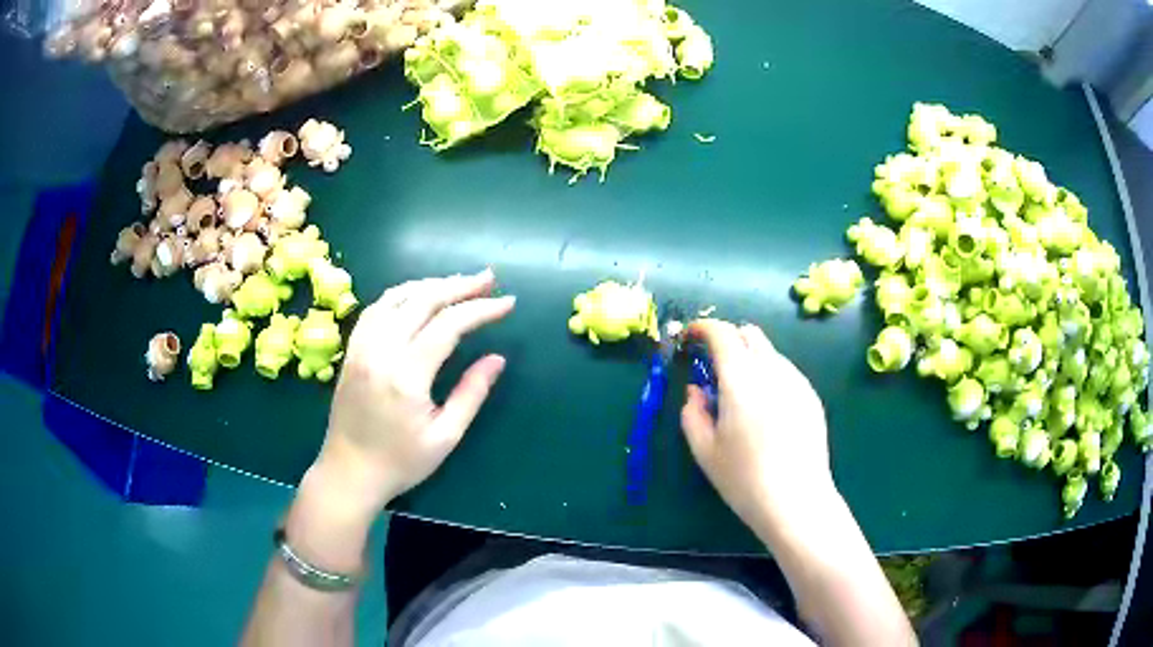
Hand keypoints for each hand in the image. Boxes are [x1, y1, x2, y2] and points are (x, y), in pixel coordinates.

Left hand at [314, 269, 515, 518]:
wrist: (349, 473)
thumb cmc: (401, 462)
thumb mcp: (445, 437)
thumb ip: (471, 394)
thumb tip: (497, 359)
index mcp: (406, 375)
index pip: (448, 325)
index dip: (481, 309)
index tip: (508, 302)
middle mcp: (380, 351)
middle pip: (422, 300)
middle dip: (459, 285)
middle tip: (489, 279)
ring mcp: (362, 346)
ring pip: (397, 297)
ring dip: (430, 284)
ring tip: (458, 283)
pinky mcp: (352, 349)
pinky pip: (376, 308)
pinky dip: (402, 294)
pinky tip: (417, 295)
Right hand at [681, 319, 836, 534]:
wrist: (796, 502)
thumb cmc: (744, 480)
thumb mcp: (704, 451)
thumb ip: (692, 413)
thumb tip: (696, 391)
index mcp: (742, 380)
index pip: (722, 334)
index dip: (702, 328)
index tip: (690, 338)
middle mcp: (773, 371)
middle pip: (750, 334)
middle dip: (728, 340)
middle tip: (714, 368)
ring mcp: (797, 382)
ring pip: (770, 352)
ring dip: (750, 359)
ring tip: (742, 397)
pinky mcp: (811, 396)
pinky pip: (786, 371)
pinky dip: (769, 375)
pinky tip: (767, 412)